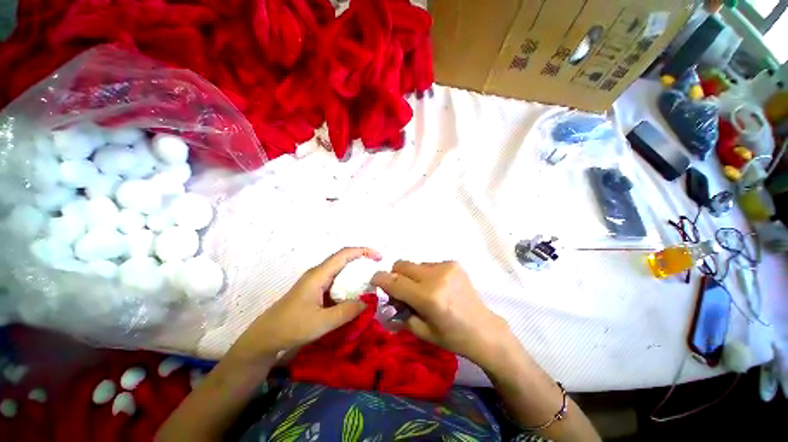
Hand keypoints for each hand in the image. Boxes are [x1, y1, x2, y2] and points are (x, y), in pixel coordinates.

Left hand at [228, 247, 379, 362]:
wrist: (265, 338)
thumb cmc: (291, 327)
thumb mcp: (322, 322)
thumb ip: (347, 311)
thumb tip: (367, 301)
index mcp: (319, 275)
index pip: (344, 254)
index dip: (362, 251)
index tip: (378, 257)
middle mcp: (318, 273)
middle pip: (343, 259)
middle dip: (362, 260)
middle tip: (377, 269)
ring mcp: (315, 282)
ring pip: (340, 270)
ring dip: (355, 271)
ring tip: (370, 280)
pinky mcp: (315, 290)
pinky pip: (336, 280)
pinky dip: (348, 282)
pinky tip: (354, 292)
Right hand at [372, 261, 510, 363]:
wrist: (484, 329)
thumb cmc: (452, 337)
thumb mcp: (422, 331)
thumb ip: (400, 312)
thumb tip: (386, 299)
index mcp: (428, 297)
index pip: (394, 281)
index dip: (380, 279)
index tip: (375, 281)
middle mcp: (436, 277)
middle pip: (402, 265)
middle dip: (395, 275)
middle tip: (400, 290)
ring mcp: (447, 267)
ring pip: (415, 264)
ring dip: (412, 276)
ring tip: (422, 290)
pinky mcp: (454, 264)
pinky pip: (429, 264)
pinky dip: (426, 274)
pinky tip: (437, 287)